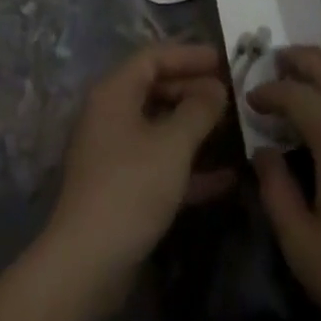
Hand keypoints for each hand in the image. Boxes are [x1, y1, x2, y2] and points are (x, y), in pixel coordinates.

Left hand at [46, 42, 233, 282]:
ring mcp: (115, 154)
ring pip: (160, 128)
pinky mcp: (123, 189)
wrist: (87, 265)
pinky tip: (227, 178)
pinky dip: (189, 166)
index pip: (153, 57)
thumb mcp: (173, 144)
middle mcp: (111, 115)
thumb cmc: (130, 187)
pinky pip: (160, 163)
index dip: (188, 54)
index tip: (221, 59)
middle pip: (156, 89)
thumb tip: (217, 88)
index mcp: (115, 92)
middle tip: (230, 95)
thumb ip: (199, 110)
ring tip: (233, 129)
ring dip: (195, 128)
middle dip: (194, 90)